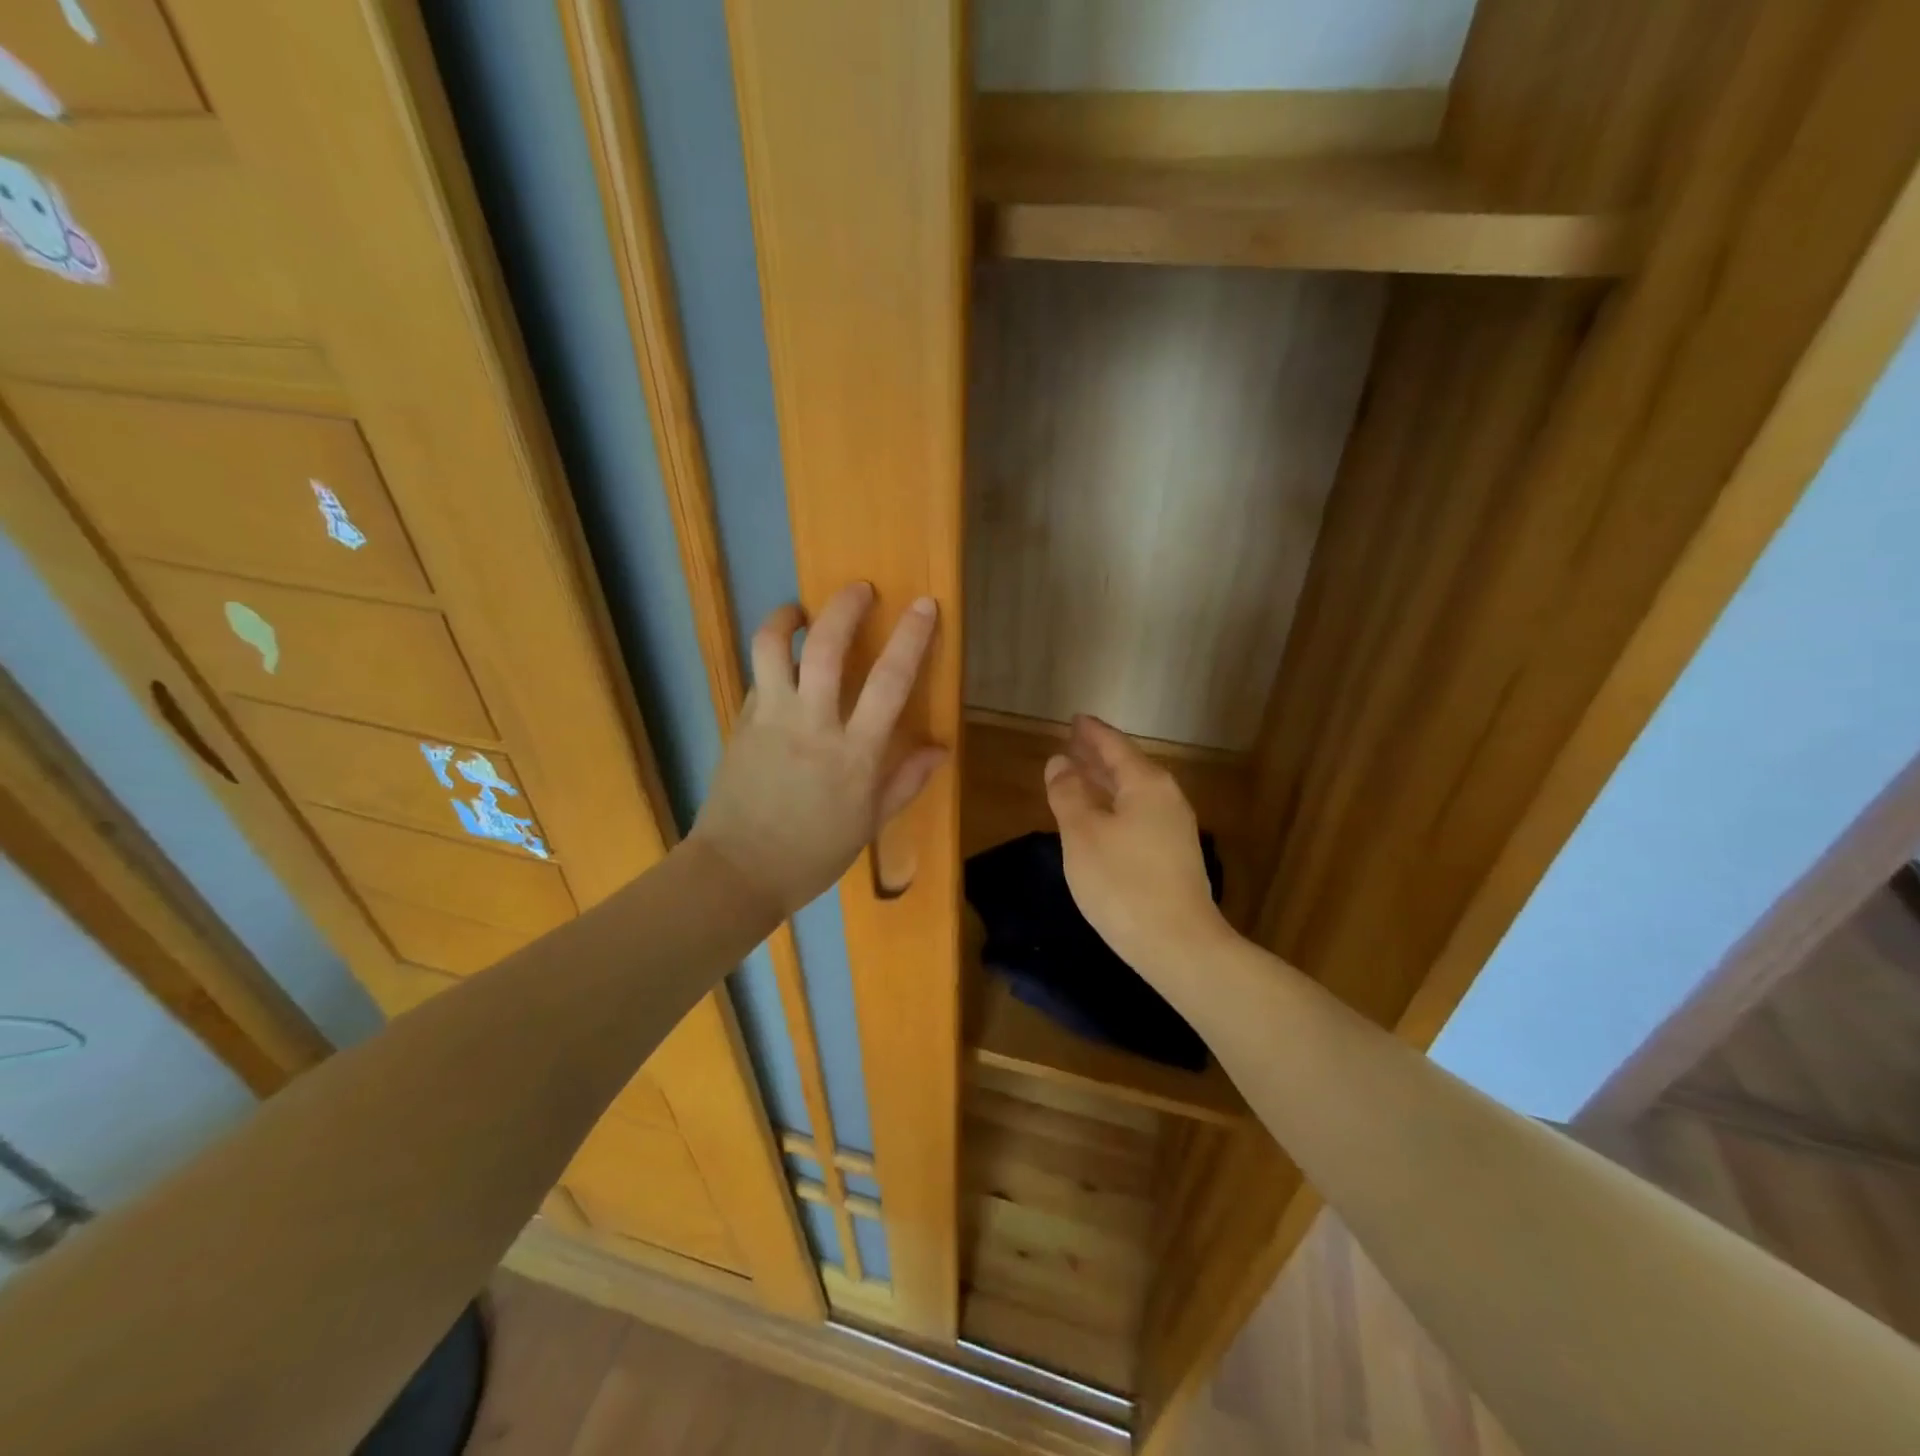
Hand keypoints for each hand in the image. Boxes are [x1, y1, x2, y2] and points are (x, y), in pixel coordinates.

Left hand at [689, 582, 946, 917]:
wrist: (738, 872)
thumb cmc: (812, 854)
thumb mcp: (869, 824)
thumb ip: (905, 781)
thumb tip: (940, 748)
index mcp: (855, 754)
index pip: (890, 682)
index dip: (911, 638)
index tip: (924, 605)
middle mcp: (812, 726)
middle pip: (827, 648)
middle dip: (847, 608)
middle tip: (860, 589)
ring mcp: (771, 720)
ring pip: (775, 648)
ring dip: (788, 617)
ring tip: (801, 610)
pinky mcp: (740, 723)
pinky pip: (758, 677)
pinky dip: (771, 661)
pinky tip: (782, 664)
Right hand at [1044, 715, 1232, 976]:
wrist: (1177, 944)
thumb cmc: (1122, 882)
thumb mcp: (1083, 834)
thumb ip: (1068, 794)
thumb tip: (1059, 762)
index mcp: (1146, 784)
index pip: (1115, 746)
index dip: (1092, 733)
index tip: (1074, 719)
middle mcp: (1166, 799)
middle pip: (1128, 767)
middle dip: (1099, 755)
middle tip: (1073, 742)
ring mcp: (1174, 829)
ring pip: (1133, 793)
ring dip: (1106, 782)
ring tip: (1081, 774)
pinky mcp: (1173, 857)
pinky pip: (1138, 815)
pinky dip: (1115, 806)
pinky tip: (1101, 818)